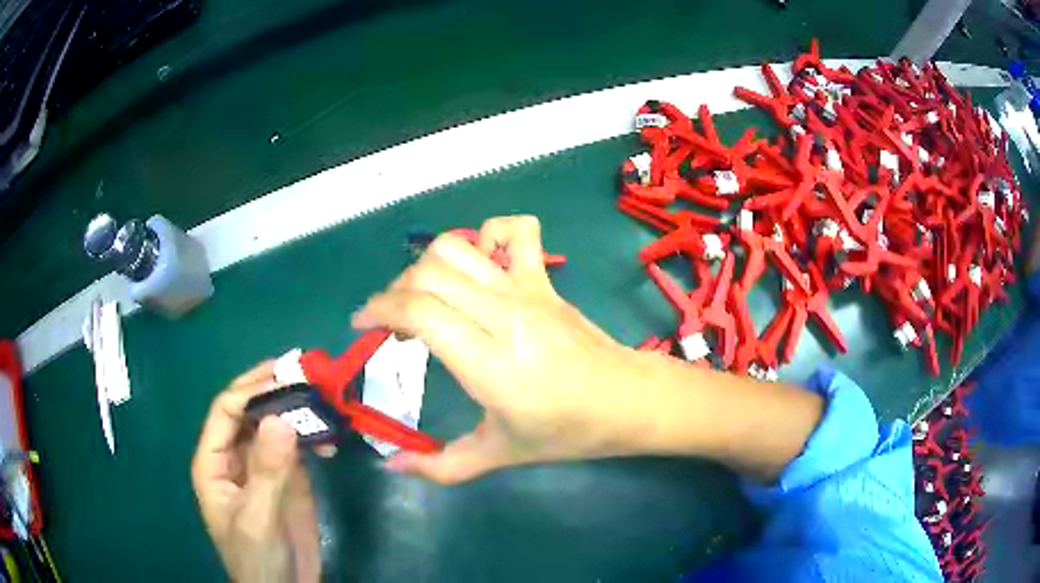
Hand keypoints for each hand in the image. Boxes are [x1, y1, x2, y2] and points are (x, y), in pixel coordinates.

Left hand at [191, 362, 321, 582]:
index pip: (226, 411)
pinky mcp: (288, 477)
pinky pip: (296, 445)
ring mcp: (262, 465)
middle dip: (274, 390)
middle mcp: (235, 455)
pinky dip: (312, 436)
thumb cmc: (258, 558)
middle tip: (308, 372)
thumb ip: (267, 472)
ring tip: (324, 399)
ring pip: (274, 424)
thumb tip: (280, 418)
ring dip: (297, 410)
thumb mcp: (258, 518)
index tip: (287, 380)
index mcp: (214, 461)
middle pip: (250, 411)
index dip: (252, 392)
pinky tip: (330, 437)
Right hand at [352, 216, 645, 483]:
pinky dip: (487, 233)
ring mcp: (527, 290)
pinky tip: (479, 263)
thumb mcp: (499, 455)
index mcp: (489, 362)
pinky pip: (516, 231)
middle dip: (394, 291)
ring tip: (424, 294)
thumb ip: (440, 467)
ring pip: (459, 247)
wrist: (626, 400)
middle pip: (429, 274)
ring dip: (427, 264)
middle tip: (392, 322)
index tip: (364, 327)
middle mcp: (503, 315)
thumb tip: (391, 465)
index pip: (419, 312)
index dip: (379, 310)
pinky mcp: (545, 280)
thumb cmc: (566, 431)